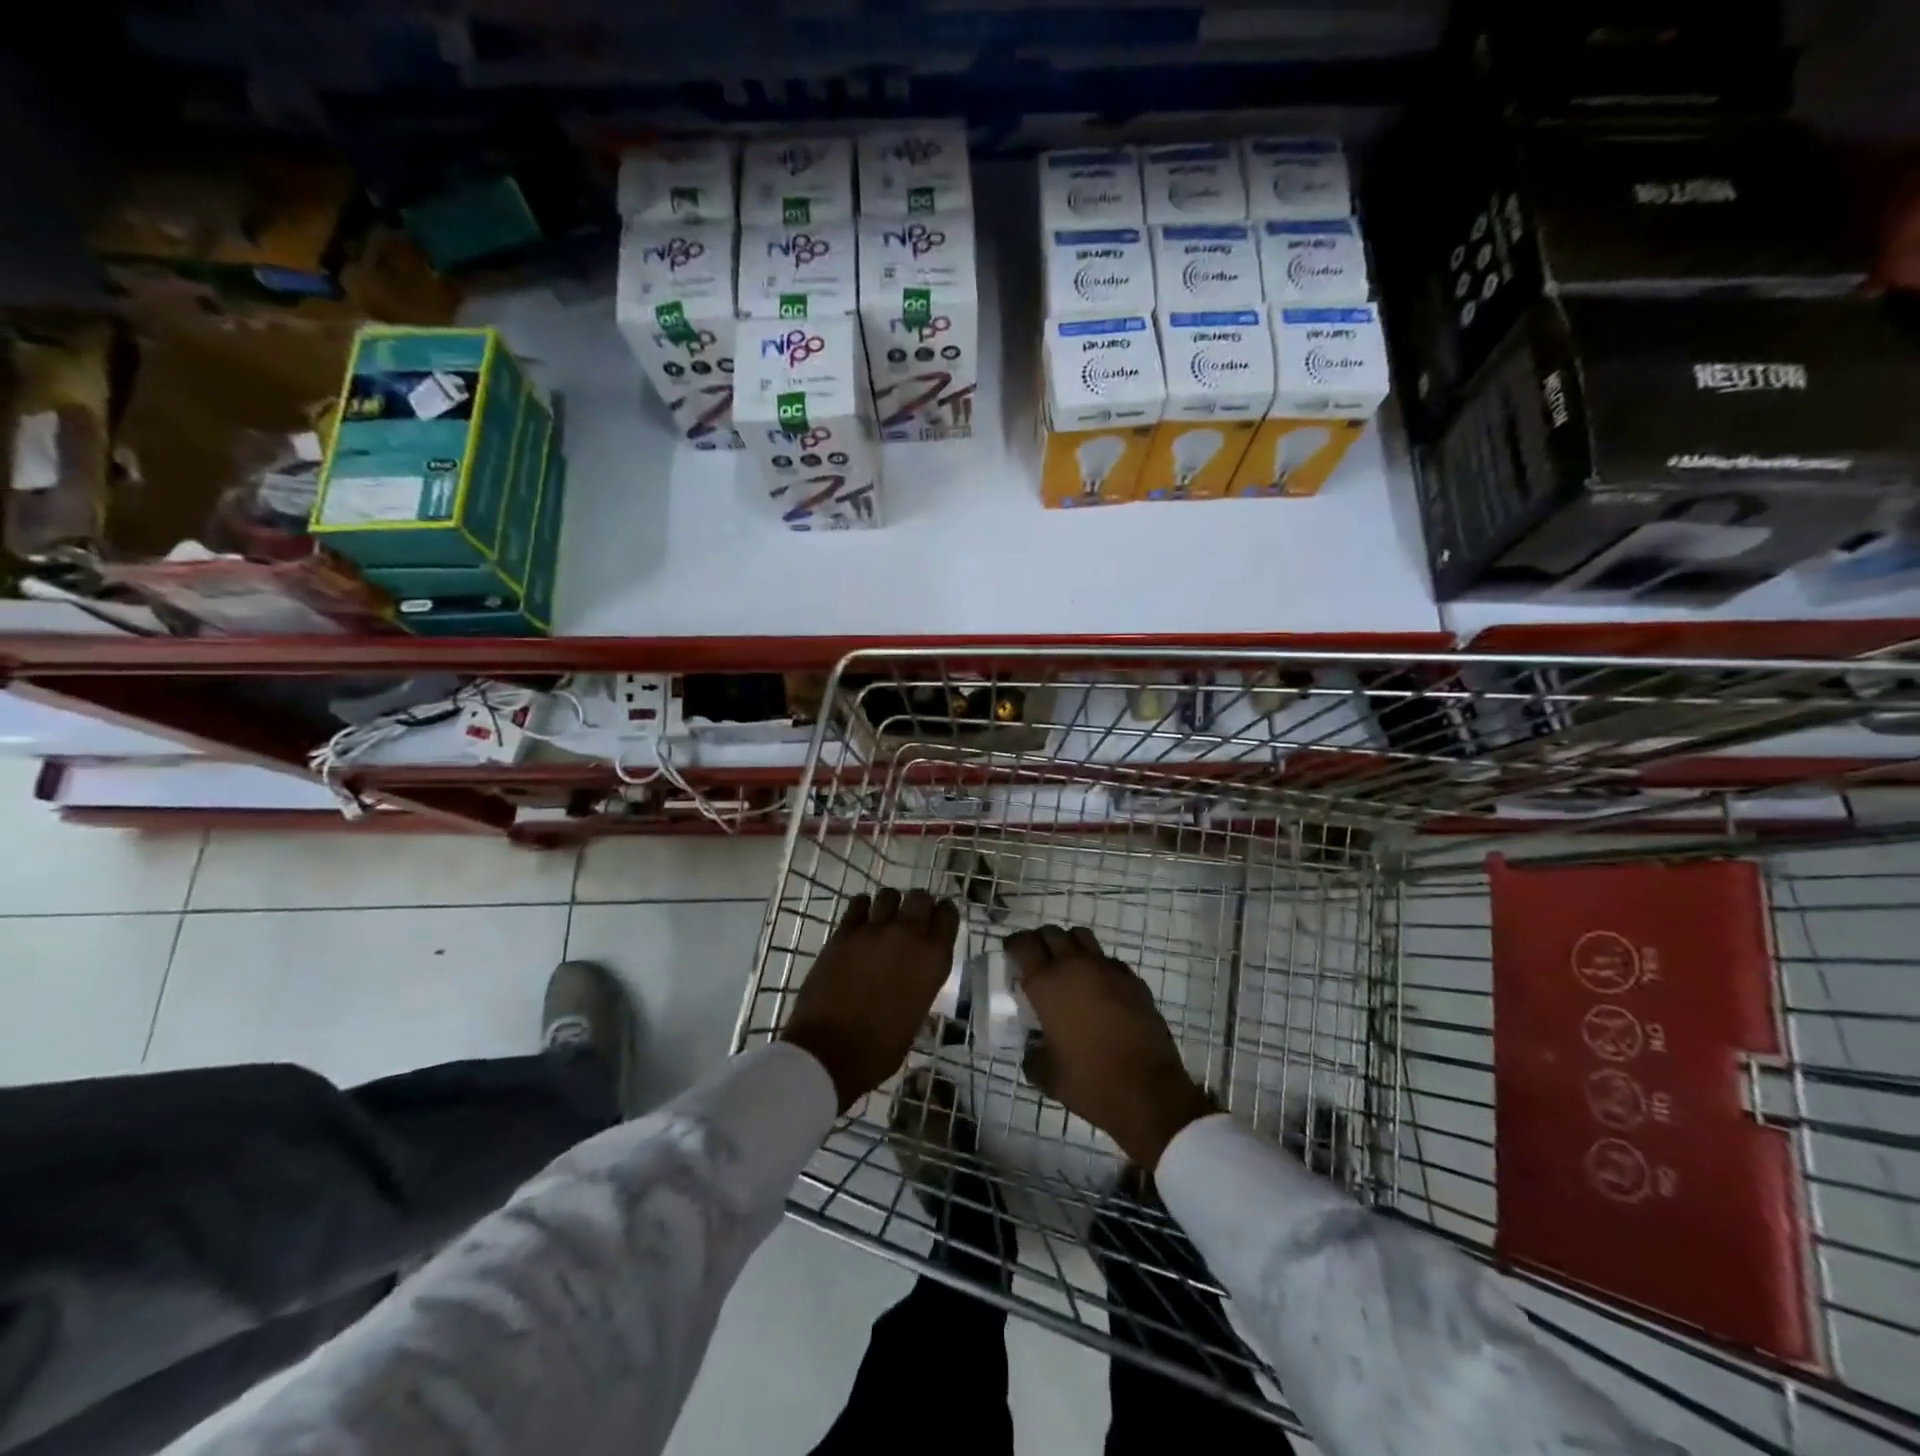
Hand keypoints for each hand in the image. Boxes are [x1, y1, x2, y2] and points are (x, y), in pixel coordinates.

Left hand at [781, 889, 959, 1111]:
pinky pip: (858, 904)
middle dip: (919, 904)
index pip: (948, 916)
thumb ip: (921, 985)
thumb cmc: (880, 1049)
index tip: (939, 919)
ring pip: (889, 895)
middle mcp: (908, 936)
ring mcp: (873, 931)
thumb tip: (916, 977)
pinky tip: (861, 920)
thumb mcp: (917, 1017)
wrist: (829, 1052)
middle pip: (921, 898)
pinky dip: (862, 908)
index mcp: (933, 960)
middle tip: (913, 918)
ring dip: (891, 904)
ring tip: (885, 918)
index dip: (944, 914)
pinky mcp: (843, 933)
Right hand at [1008, 925, 1215, 1170]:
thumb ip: (1033, 1057)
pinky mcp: (1133, 980)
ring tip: (1067, 967)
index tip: (1011, 954)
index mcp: (1047, 985)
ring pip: (1082, 937)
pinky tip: (1099, 989)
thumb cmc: (1090, 1082)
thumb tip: (1033, 1050)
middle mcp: (1075, 967)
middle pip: (1052, 933)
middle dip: (1040, 942)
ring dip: (1069, 945)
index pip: (1024, 945)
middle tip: (1037, 961)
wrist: (1148, 1091)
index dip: (1014, 945)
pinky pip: (1108, 960)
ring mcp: (1107, 970)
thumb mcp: (1048, 1076)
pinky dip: (1098, 966)